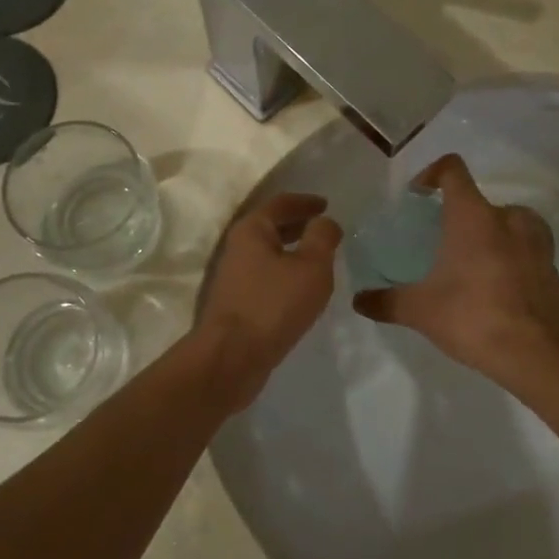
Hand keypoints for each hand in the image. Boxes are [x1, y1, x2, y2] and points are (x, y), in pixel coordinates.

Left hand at [195, 192, 341, 403]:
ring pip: (268, 253)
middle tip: (324, 229)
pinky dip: (284, 272)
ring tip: (318, 258)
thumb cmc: (274, 305)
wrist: (232, 357)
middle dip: (298, 224)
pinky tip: (301, 287)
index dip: (306, 201)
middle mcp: (237, 247)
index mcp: (252, 229)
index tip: (326, 204)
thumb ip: (322, 238)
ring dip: (292, 250)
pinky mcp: (236, 301)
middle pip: (271, 226)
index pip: (281, 203)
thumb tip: (325, 222)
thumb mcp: (311, 267)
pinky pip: (265, 275)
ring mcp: (234, 276)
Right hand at [353, 155, 558, 392]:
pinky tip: (499, 282)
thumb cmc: (472, 317)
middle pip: (479, 200)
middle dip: (459, 215)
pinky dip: (513, 254)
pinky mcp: (551, 265)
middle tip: (442, 242)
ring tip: (473, 259)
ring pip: (510, 220)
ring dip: (491, 231)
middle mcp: (507, 217)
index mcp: (472, 216)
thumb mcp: (420, 310)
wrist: (534, 353)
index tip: (419, 194)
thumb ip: (386, 301)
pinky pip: (528, 246)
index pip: (452, 170)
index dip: (432, 173)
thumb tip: (358, 300)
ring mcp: (536, 240)